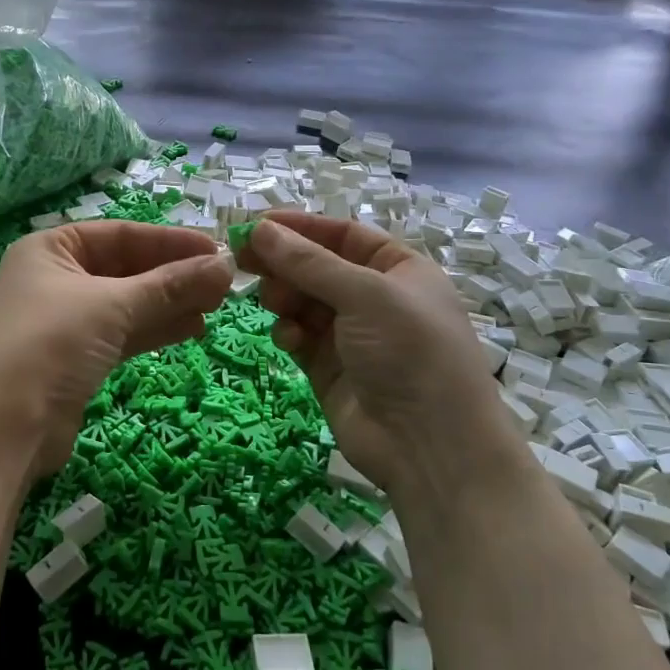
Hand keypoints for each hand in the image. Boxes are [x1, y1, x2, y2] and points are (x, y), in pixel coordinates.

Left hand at [0, 221, 233, 481]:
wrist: (2, 431)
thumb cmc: (50, 345)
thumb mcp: (112, 306)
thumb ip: (169, 285)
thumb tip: (224, 266)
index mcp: (50, 249)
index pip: (121, 234)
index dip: (170, 241)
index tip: (217, 250)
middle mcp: (54, 278)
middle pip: (126, 268)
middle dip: (174, 275)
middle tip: (225, 284)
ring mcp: (63, 321)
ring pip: (127, 303)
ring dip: (170, 304)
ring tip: (217, 306)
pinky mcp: (74, 358)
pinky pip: (122, 333)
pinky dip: (154, 329)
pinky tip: (192, 329)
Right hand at [239, 213, 527, 498]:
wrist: (428, 446)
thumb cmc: (409, 352)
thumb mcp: (364, 295)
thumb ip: (308, 262)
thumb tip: (259, 229)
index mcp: (399, 270)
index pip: (343, 235)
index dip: (301, 227)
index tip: (257, 223)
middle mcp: (375, 298)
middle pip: (318, 267)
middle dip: (284, 262)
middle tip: (241, 258)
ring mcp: (351, 335)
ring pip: (303, 301)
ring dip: (285, 297)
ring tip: (273, 302)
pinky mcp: (329, 368)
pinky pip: (300, 336)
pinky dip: (290, 332)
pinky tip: (289, 338)